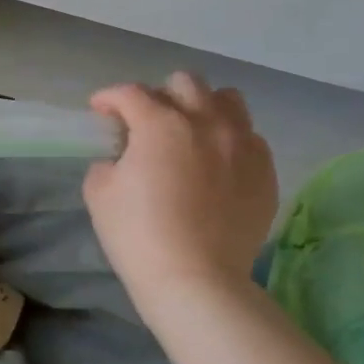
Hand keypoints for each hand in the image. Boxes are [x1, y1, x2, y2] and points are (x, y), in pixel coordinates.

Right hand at [84, 74, 278, 303]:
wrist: (196, 280)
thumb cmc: (138, 234)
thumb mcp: (99, 192)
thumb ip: (107, 162)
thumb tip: (122, 158)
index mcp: (160, 124)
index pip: (129, 93)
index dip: (108, 98)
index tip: (100, 110)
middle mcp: (206, 122)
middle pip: (185, 83)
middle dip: (159, 95)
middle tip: (145, 121)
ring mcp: (242, 145)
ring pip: (227, 100)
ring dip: (202, 107)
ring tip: (189, 131)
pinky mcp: (264, 171)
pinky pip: (249, 137)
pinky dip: (228, 139)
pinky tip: (215, 163)